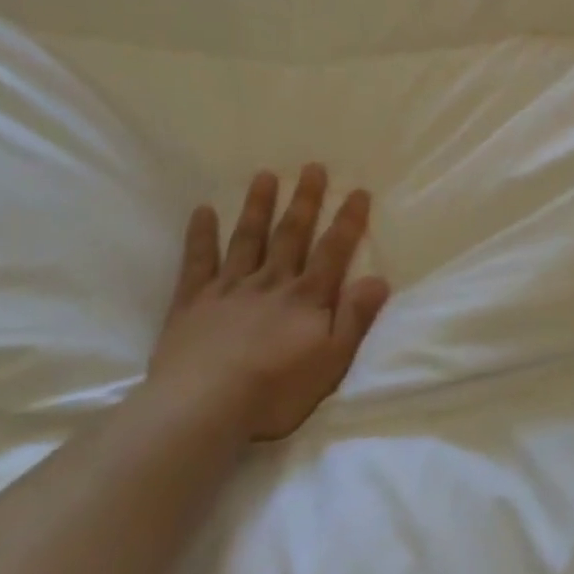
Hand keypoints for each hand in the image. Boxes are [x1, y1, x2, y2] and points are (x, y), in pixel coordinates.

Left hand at [146, 165, 389, 441]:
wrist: (203, 406)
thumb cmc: (274, 391)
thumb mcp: (330, 362)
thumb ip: (355, 318)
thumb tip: (379, 279)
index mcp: (305, 298)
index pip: (332, 251)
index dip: (347, 221)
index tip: (358, 191)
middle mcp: (270, 282)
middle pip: (290, 234)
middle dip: (304, 201)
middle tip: (312, 167)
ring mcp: (229, 288)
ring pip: (247, 238)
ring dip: (257, 206)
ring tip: (264, 175)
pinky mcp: (193, 302)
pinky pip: (198, 261)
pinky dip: (200, 235)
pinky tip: (203, 210)